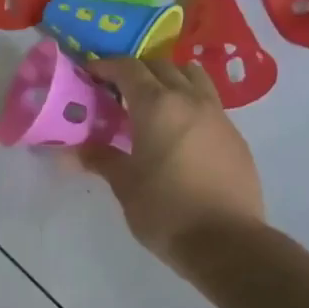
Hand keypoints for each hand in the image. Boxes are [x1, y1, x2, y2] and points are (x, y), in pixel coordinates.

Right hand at [79, 57, 264, 268]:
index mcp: (157, 106)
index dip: (105, 65)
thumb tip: (73, 151)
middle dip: (136, 71)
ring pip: (192, 78)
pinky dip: (189, 103)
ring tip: (152, 103)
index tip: (89, 73)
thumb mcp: (125, 185)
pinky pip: (208, 103)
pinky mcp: (235, 136)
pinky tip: (178, 132)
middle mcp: (190, 100)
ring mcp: (218, 116)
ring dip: (169, 79)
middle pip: (161, 66)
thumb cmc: (166, 210)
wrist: (226, 242)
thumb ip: (100, 159)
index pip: (128, 68)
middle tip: (116, 91)